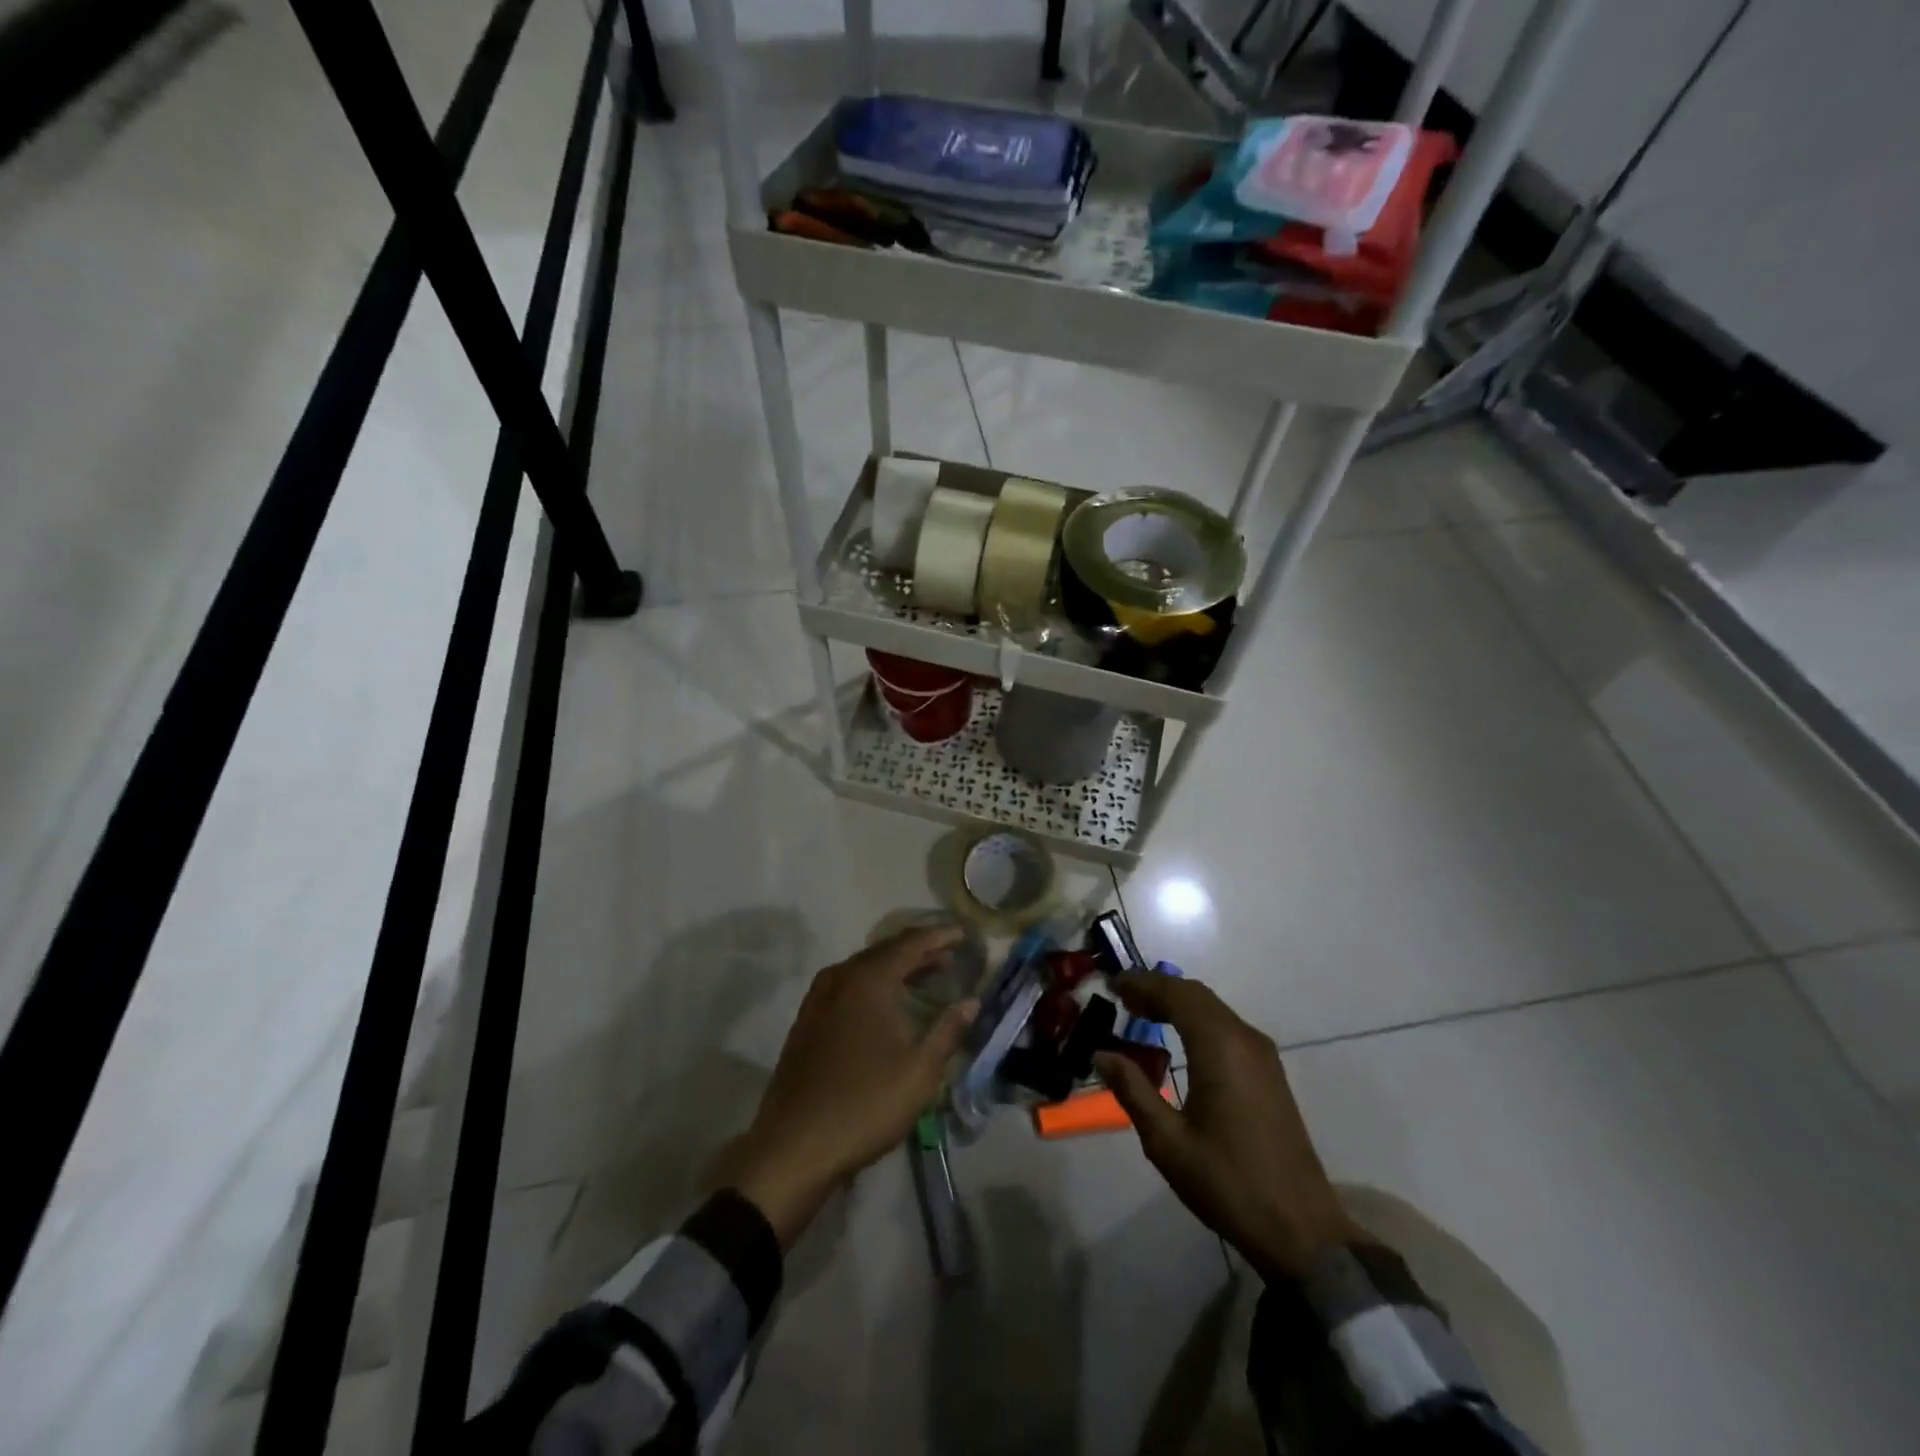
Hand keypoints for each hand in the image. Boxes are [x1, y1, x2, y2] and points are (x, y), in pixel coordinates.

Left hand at [711, 925, 977, 1248]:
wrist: (794, 1147)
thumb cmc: (865, 1104)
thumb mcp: (920, 1071)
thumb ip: (948, 1030)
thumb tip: (972, 1001)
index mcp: (868, 980)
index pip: (910, 944)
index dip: (939, 936)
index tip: (964, 933)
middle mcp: (840, 979)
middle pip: (885, 951)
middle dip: (919, 949)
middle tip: (949, 954)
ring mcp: (818, 1000)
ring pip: (863, 969)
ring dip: (895, 967)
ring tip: (924, 974)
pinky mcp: (807, 1022)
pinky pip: (847, 986)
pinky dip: (873, 984)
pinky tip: (884, 1004)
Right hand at [1093, 974, 1358, 1278]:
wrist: (1301, 1230)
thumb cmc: (1228, 1182)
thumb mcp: (1167, 1141)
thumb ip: (1133, 1090)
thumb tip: (1102, 1054)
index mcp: (1220, 1047)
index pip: (1176, 994)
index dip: (1141, 983)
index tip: (1111, 984)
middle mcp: (1244, 1039)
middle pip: (1196, 995)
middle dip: (1157, 989)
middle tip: (1121, 998)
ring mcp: (1262, 1055)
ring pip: (1213, 1009)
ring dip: (1177, 1003)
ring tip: (1141, 1013)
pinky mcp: (1269, 1073)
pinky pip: (1226, 1027)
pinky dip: (1196, 1020)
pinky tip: (1177, 1040)